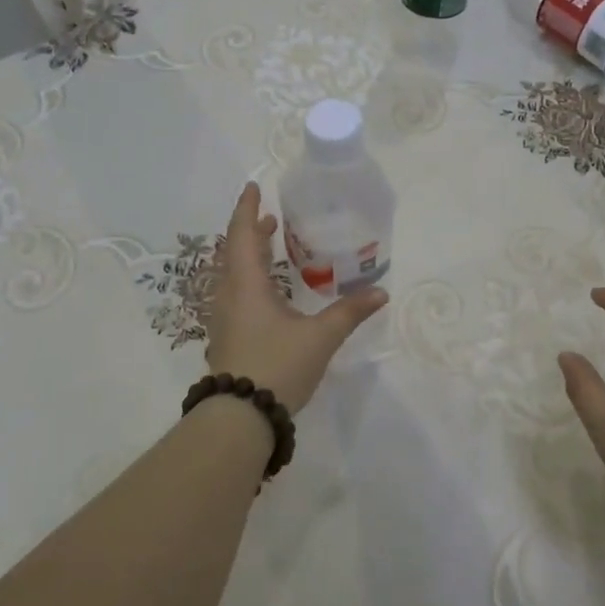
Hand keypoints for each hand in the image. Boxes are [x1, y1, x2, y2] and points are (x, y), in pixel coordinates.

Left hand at [205, 182, 388, 414]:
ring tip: (271, 247)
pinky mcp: (227, 338)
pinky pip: (235, 294)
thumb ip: (349, 313)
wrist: (240, 417)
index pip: (243, 235)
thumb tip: (380, 292)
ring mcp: (224, 319)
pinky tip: (269, 293)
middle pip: (235, 252)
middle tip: (270, 218)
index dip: (247, 209)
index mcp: (246, 285)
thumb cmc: (277, 366)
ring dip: (249, 256)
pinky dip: (250, 279)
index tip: (253, 188)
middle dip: (252, 231)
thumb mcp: (320, 338)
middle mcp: (229, 295)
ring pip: (233, 275)